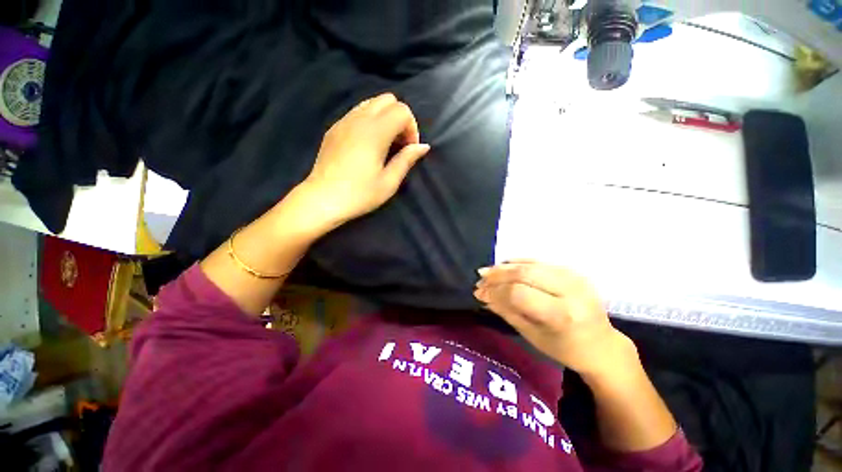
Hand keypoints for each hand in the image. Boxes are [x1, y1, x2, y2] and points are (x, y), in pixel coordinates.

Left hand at [300, 93, 429, 226]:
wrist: (322, 199)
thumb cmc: (360, 194)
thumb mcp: (389, 182)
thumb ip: (407, 160)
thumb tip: (423, 146)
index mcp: (375, 132)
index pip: (402, 111)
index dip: (412, 128)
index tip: (409, 150)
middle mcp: (359, 119)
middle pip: (388, 99)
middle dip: (400, 118)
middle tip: (399, 144)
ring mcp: (344, 121)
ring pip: (371, 103)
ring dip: (385, 118)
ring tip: (385, 143)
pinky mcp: (334, 128)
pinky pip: (357, 112)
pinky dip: (370, 120)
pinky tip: (367, 144)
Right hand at [475, 262, 637, 377]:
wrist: (602, 345)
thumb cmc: (565, 348)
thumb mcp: (532, 335)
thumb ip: (505, 311)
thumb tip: (482, 295)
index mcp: (562, 314)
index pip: (519, 293)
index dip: (495, 291)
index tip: (479, 292)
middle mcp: (571, 290)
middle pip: (524, 273)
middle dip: (497, 275)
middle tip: (480, 279)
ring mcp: (574, 277)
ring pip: (530, 264)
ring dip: (505, 267)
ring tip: (488, 272)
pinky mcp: (573, 271)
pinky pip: (539, 262)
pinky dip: (518, 263)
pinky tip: (505, 266)